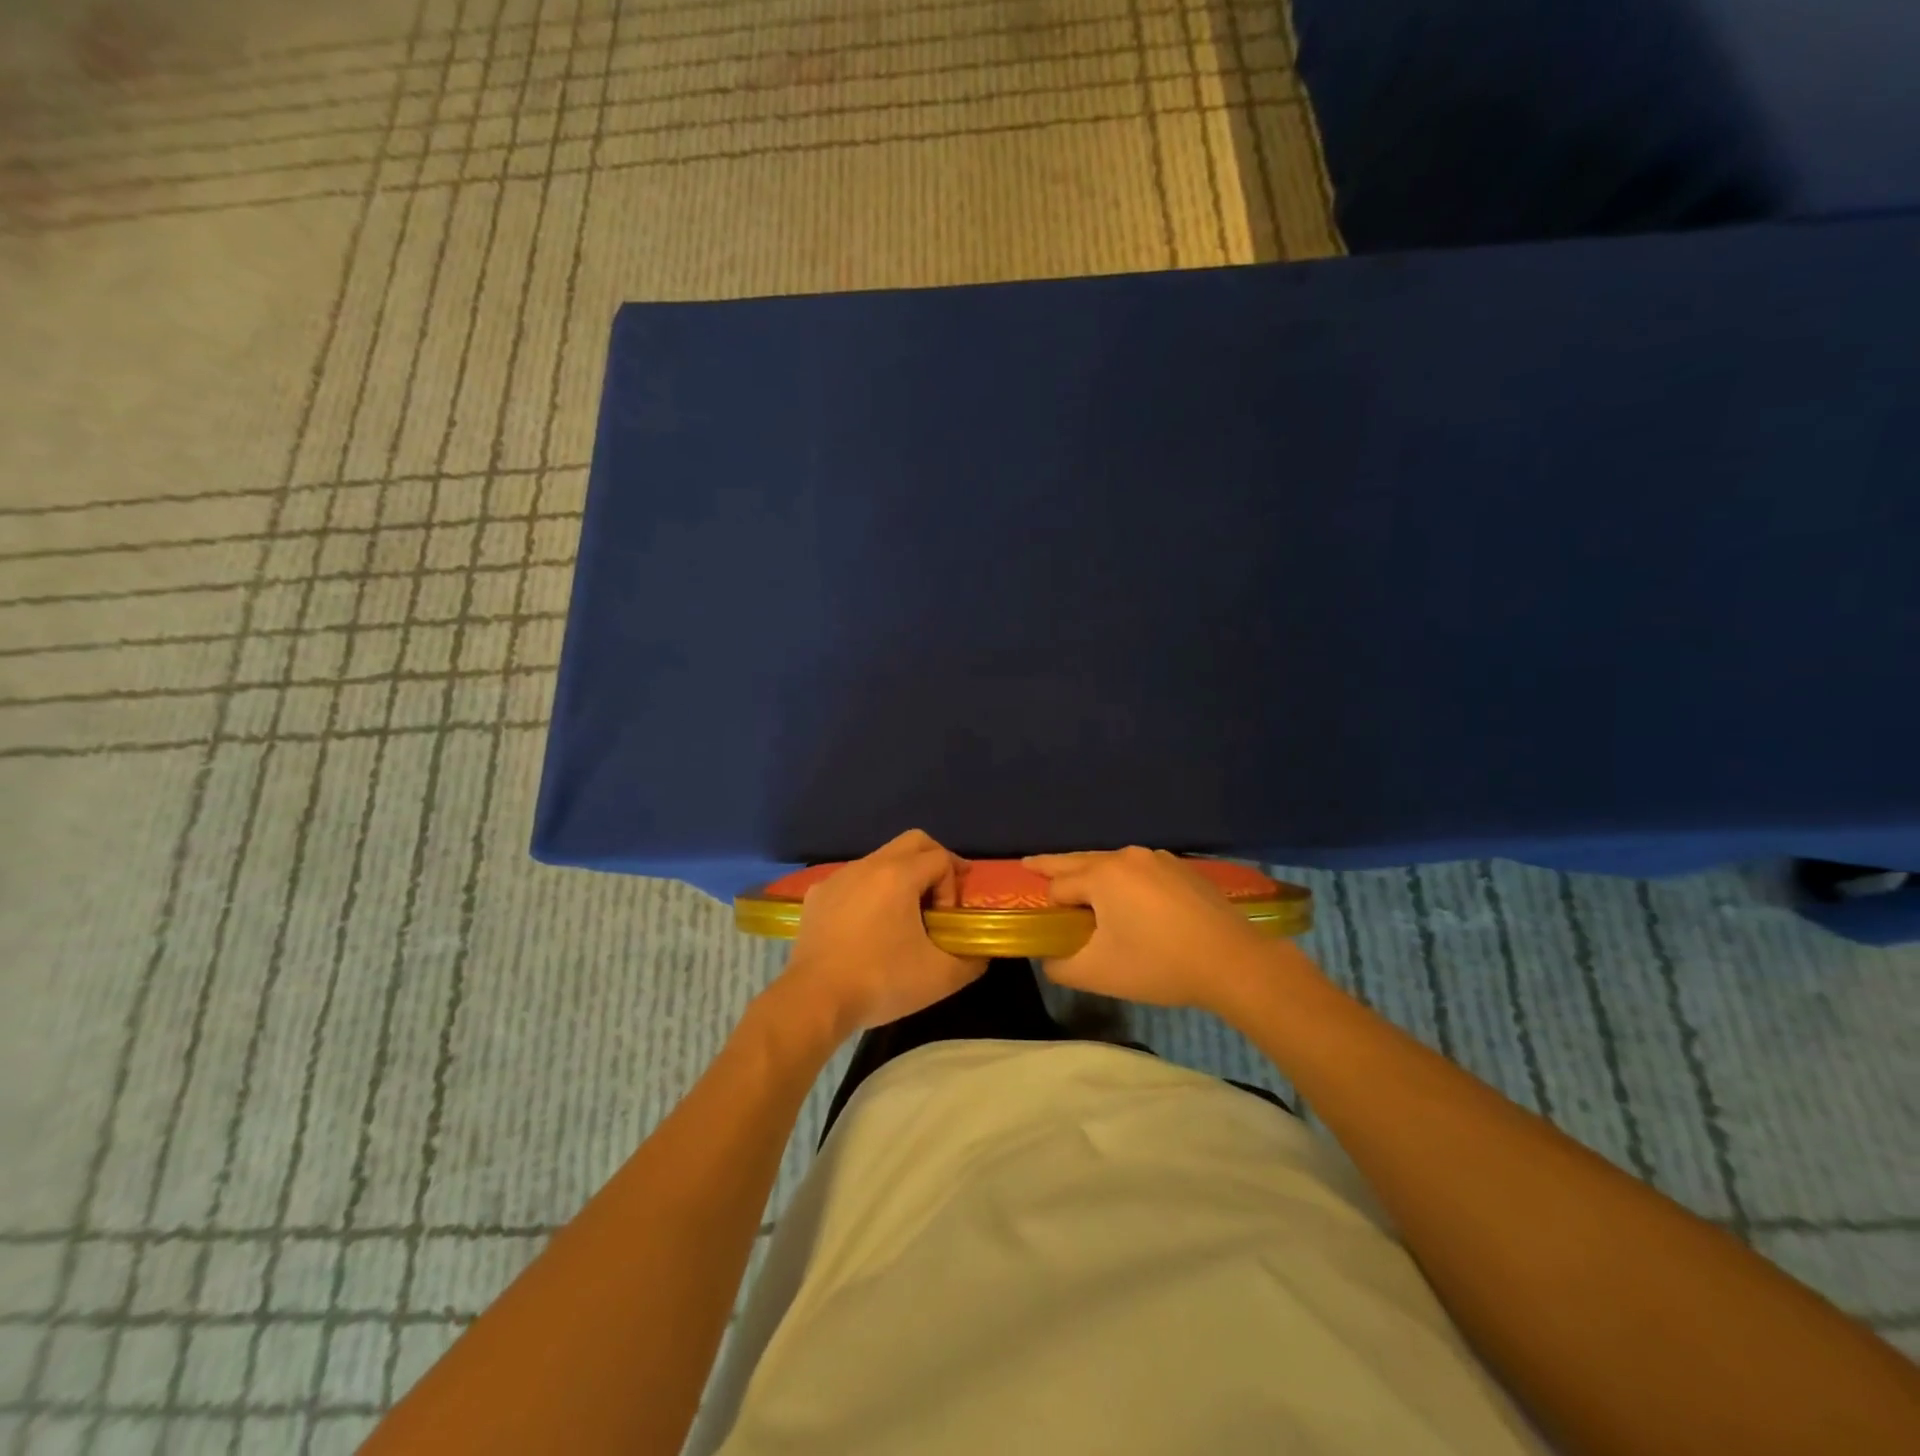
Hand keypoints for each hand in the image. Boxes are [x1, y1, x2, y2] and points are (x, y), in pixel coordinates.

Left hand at [773, 830, 986, 1040]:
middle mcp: (868, 865)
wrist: (814, 1000)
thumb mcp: (941, 976)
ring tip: (904, 916)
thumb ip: (972, 958)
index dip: (952, 887)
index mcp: (898, 874)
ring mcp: (838, 877)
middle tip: (941, 898)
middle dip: (935, 863)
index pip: (941, 859)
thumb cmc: (880, 981)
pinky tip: (868, 925)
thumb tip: (980, 950)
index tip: (945, 921)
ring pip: (881, 858)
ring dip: (902, 877)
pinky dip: (870, 891)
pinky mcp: (817, 895)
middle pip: (913, 842)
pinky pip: (854, 879)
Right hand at [1022, 847, 1276, 1011]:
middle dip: (1053, 865)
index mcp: (1102, 875)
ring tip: (1081, 887)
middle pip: (1080, 860)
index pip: (1058, 885)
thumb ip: (1060, 966)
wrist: (1233, 962)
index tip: (1040, 917)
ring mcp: (1159, 859)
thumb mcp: (1098, 974)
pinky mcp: (1183, 870)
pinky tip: (1130, 899)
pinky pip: (1140, 871)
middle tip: (1029, 864)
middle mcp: (1126, 857)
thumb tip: (1049, 958)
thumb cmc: (1158, 964)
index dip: (1048, 905)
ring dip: (1093, 873)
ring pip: (1112, 864)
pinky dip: (1124, 880)